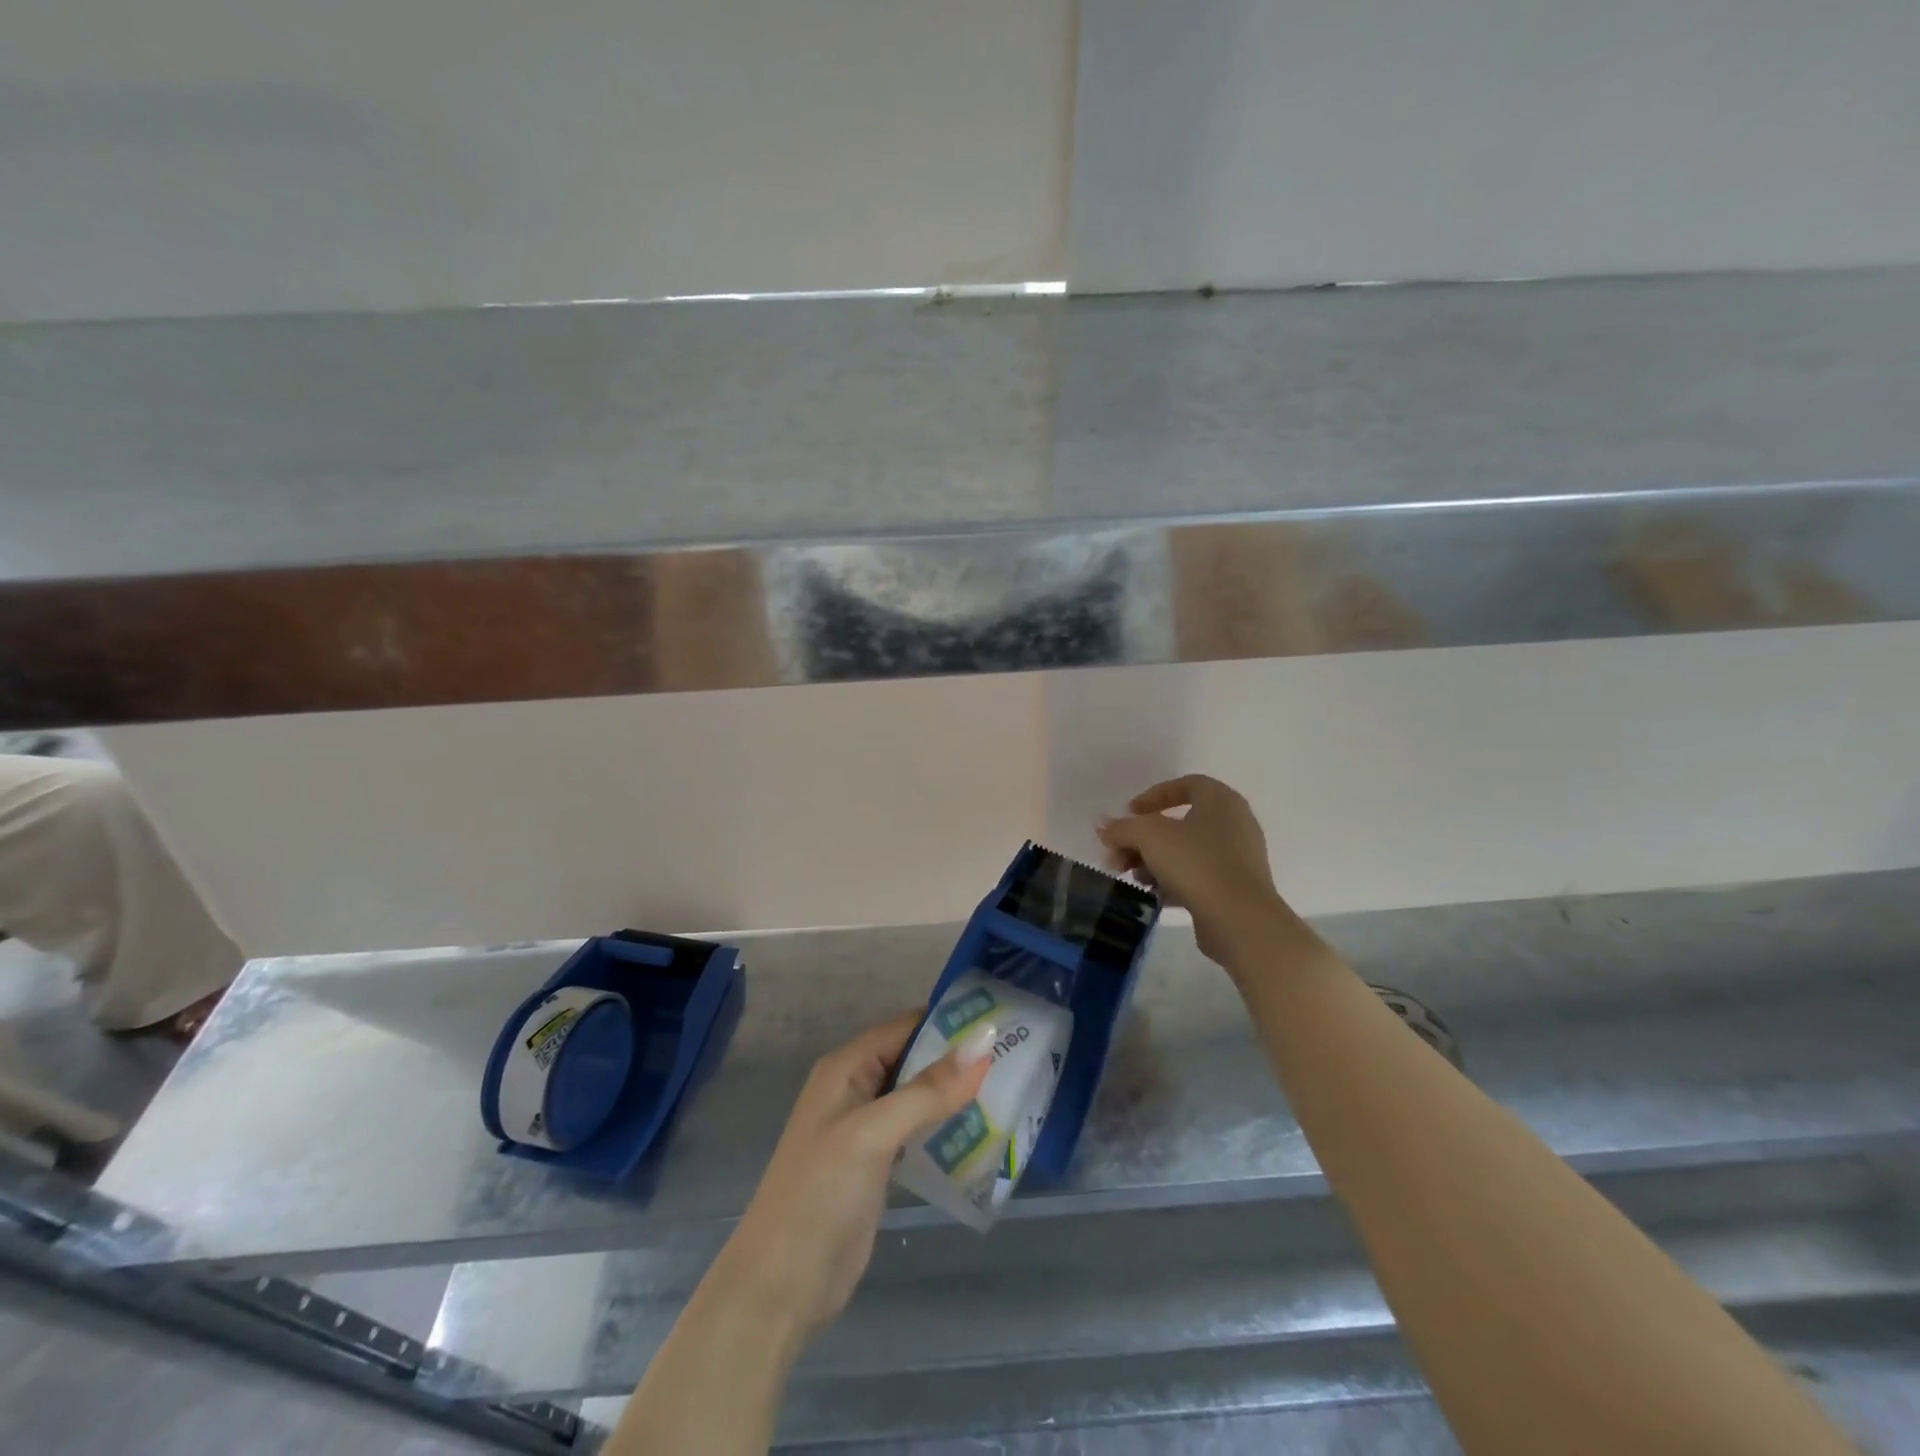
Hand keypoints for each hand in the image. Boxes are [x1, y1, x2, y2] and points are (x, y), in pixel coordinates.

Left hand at [710, 1009, 993, 1340]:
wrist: (781, 1286)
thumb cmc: (821, 1195)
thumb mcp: (874, 1133)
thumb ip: (928, 1089)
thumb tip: (984, 1040)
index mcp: (846, 1067)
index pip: (905, 1027)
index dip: (949, 1023)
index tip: (1001, 1025)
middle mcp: (855, 1089)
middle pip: (914, 1059)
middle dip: (958, 1059)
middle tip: (1016, 1059)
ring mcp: (865, 1129)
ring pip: (918, 1096)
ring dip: (955, 1094)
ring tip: (1010, 1091)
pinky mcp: (877, 1165)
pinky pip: (917, 1131)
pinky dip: (945, 1128)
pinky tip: (982, 1133)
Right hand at [1097, 774, 1290, 966]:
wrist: (1240, 920)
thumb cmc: (1196, 863)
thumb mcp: (1149, 837)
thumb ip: (1123, 828)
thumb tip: (1104, 828)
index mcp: (1221, 801)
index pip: (1186, 785)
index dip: (1154, 795)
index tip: (1130, 813)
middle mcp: (1234, 824)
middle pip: (1179, 823)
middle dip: (1143, 838)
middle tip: (1118, 854)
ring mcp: (1237, 858)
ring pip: (1185, 852)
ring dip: (1153, 861)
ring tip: (1132, 878)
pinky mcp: (1235, 889)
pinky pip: (1197, 876)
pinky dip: (1172, 881)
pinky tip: (1153, 894)